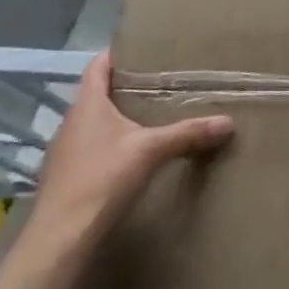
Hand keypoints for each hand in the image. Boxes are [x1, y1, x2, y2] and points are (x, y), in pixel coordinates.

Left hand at [26, 51, 233, 255]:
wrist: (60, 239)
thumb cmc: (102, 179)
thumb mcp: (152, 151)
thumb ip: (189, 133)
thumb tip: (228, 122)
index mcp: (87, 105)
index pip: (96, 66)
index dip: (116, 54)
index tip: (142, 49)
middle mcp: (70, 122)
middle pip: (96, 94)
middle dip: (124, 87)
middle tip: (158, 82)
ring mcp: (63, 152)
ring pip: (92, 122)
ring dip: (116, 117)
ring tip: (149, 116)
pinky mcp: (64, 177)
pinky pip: (89, 147)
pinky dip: (109, 143)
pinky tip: (130, 155)